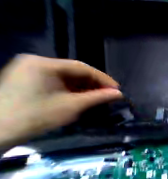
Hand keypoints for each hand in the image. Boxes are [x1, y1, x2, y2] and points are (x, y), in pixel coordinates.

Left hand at [0, 54, 122, 149]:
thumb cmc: (38, 114)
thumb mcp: (75, 104)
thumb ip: (100, 97)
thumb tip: (121, 94)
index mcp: (45, 65)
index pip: (84, 68)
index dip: (105, 79)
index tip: (118, 90)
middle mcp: (39, 63)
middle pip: (79, 71)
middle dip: (98, 84)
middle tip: (111, 94)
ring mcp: (35, 71)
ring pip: (73, 77)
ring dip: (90, 87)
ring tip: (102, 97)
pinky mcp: (35, 80)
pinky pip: (65, 82)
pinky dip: (80, 89)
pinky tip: (88, 97)